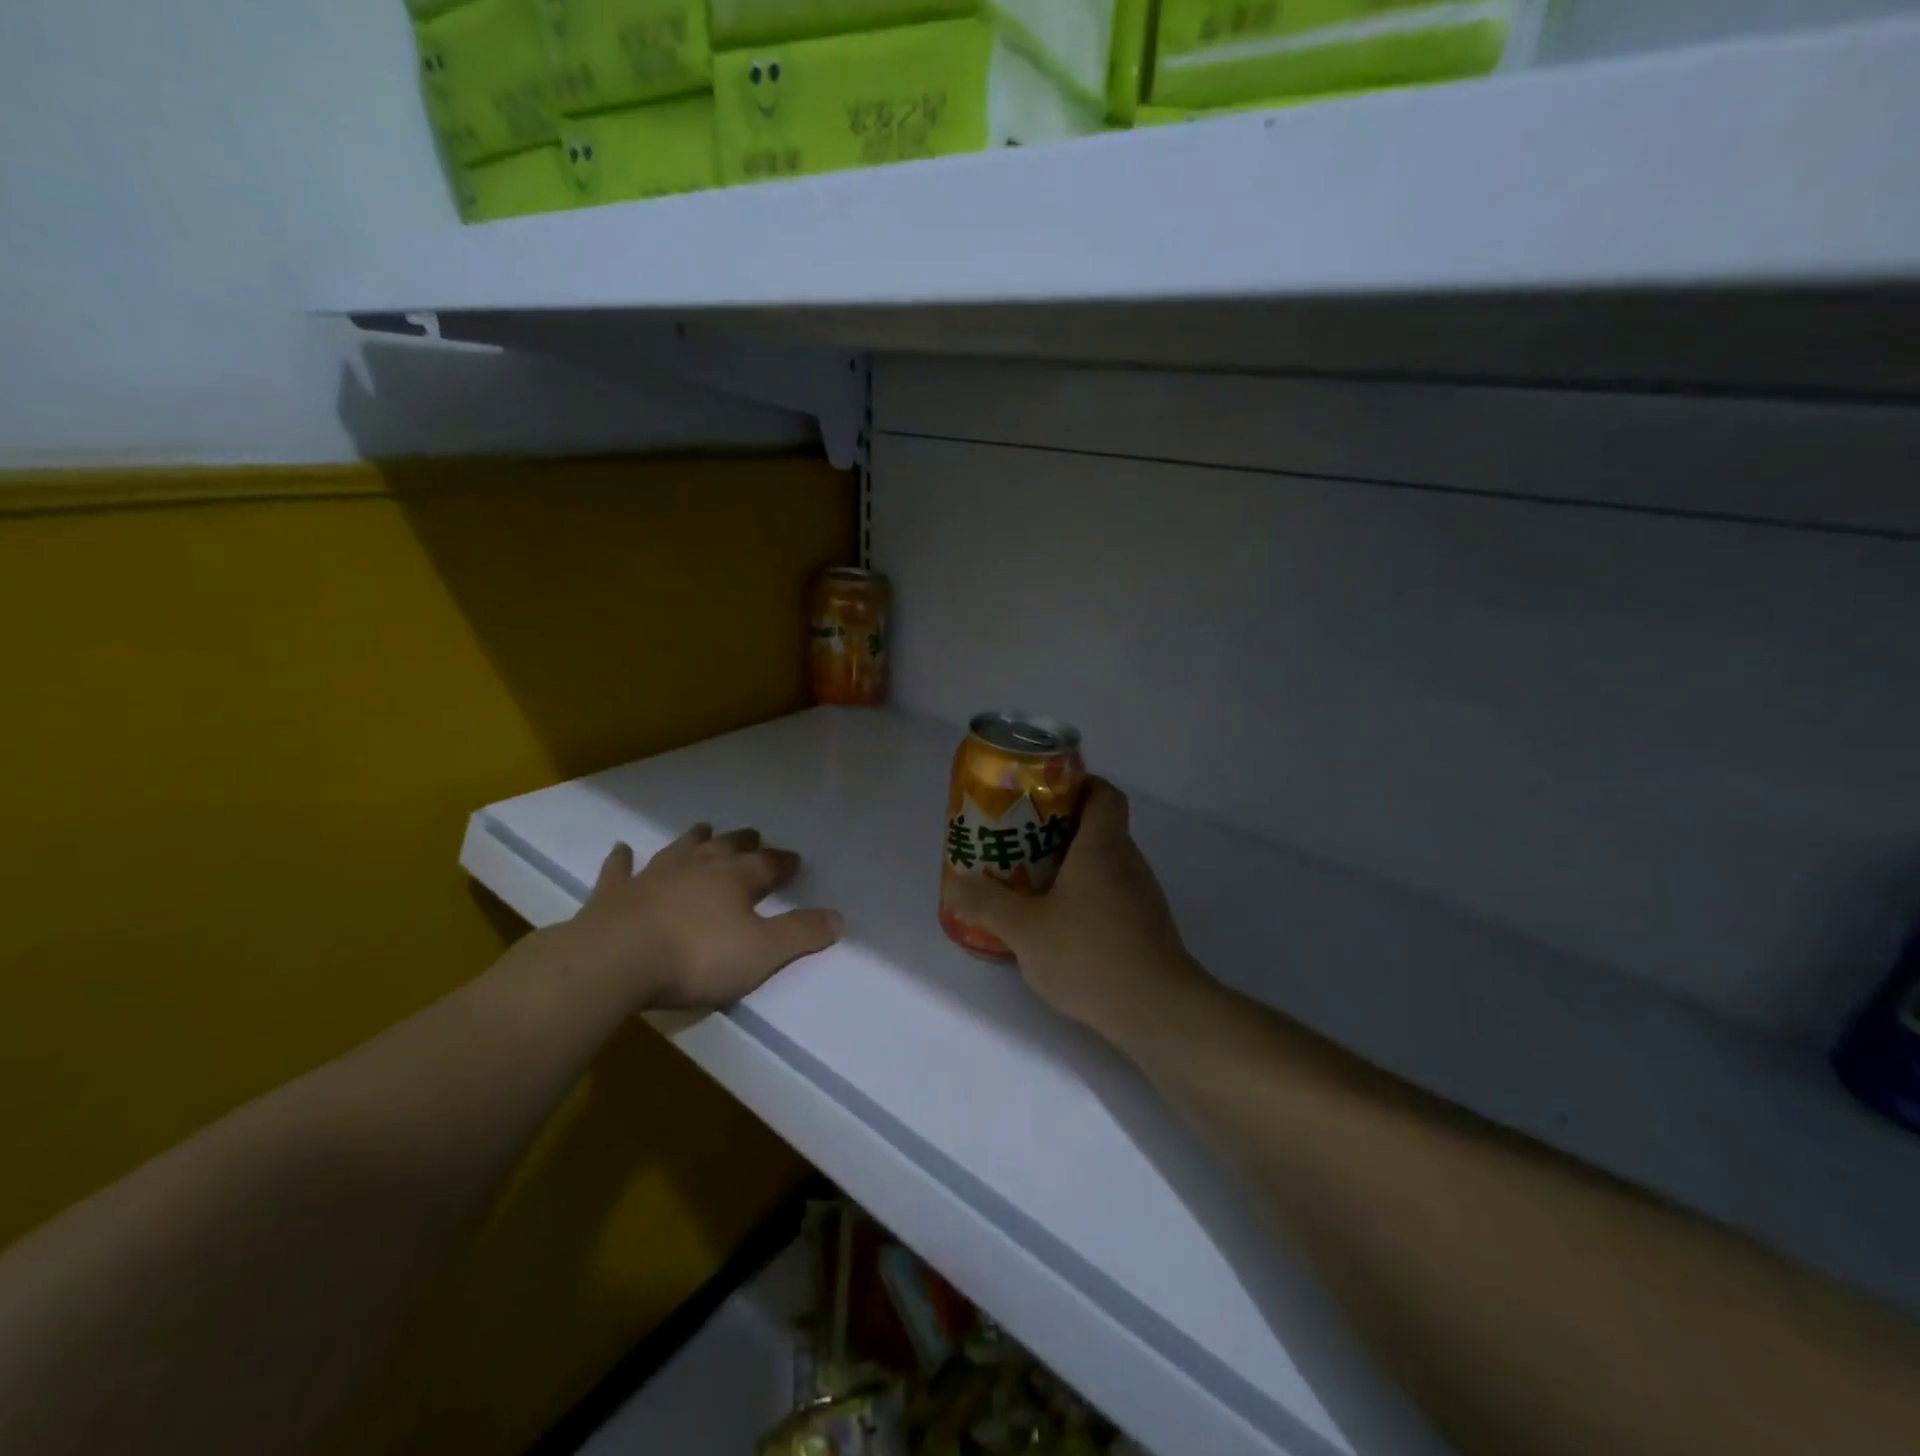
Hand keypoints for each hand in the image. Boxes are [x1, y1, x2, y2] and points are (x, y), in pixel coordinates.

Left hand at [553, 824, 843, 1010]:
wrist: (616, 962)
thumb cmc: (697, 957)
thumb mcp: (762, 953)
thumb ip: (801, 934)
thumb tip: (839, 918)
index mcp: (735, 879)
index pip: (767, 865)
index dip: (782, 862)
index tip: (794, 860)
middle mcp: (697, 867)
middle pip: (726, 847)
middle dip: (742, 842)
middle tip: (753, 835)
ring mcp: (653, 875)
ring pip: (680, 848)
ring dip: (694, 839)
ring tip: (703, 828)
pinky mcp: (615, 893)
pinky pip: (620, 870)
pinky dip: (622, 860)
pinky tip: (621, 850)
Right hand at [942, 779, 1210, 1039]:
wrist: (1156, 1010)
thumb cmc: (1088, 953)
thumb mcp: (1023, 929)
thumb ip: (987, 904)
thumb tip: (958, 885)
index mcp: (1103, 846)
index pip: (1104, 793)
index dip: (1078, 785)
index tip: (1043, 797)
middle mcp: (1129, 862)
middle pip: (1099, 828)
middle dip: (1060, 831)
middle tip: (1020, 843)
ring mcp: (1143, 897)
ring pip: (1105, 866)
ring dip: (1072, 869)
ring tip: (1032, 885)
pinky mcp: (1147, 928)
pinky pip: (1113, 897)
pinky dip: (1087, 900)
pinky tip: (1060, 928)